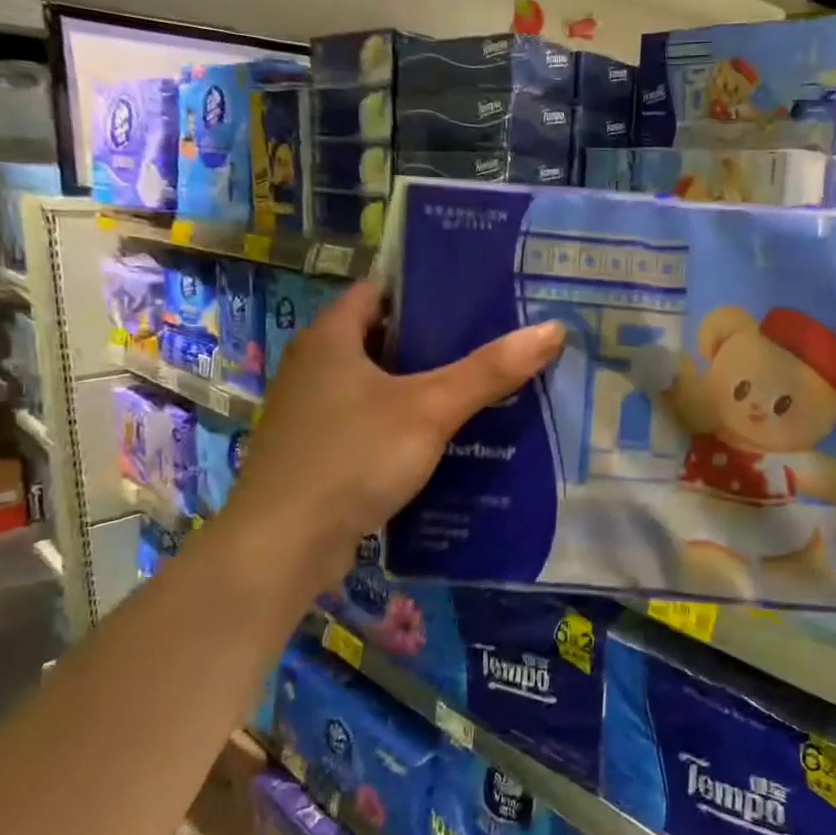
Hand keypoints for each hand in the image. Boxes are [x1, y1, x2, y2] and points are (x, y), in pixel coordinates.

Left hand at [220, 281, 562, 585]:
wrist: (282, 547)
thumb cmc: (353, 458)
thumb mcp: (430, 409)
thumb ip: (490, 371)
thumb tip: (552, 329)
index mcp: (330, 338)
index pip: (380, 290)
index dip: (426, 287)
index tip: (475, 294)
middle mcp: (314, 366)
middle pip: (382, 337)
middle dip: (434, 339)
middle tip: (491, 340)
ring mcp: (312, 413)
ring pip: (377, 384)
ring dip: (420, 385)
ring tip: (478, 385)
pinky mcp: (318, 452)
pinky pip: (370, 422)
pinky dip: (403, 422)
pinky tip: (444, 437)